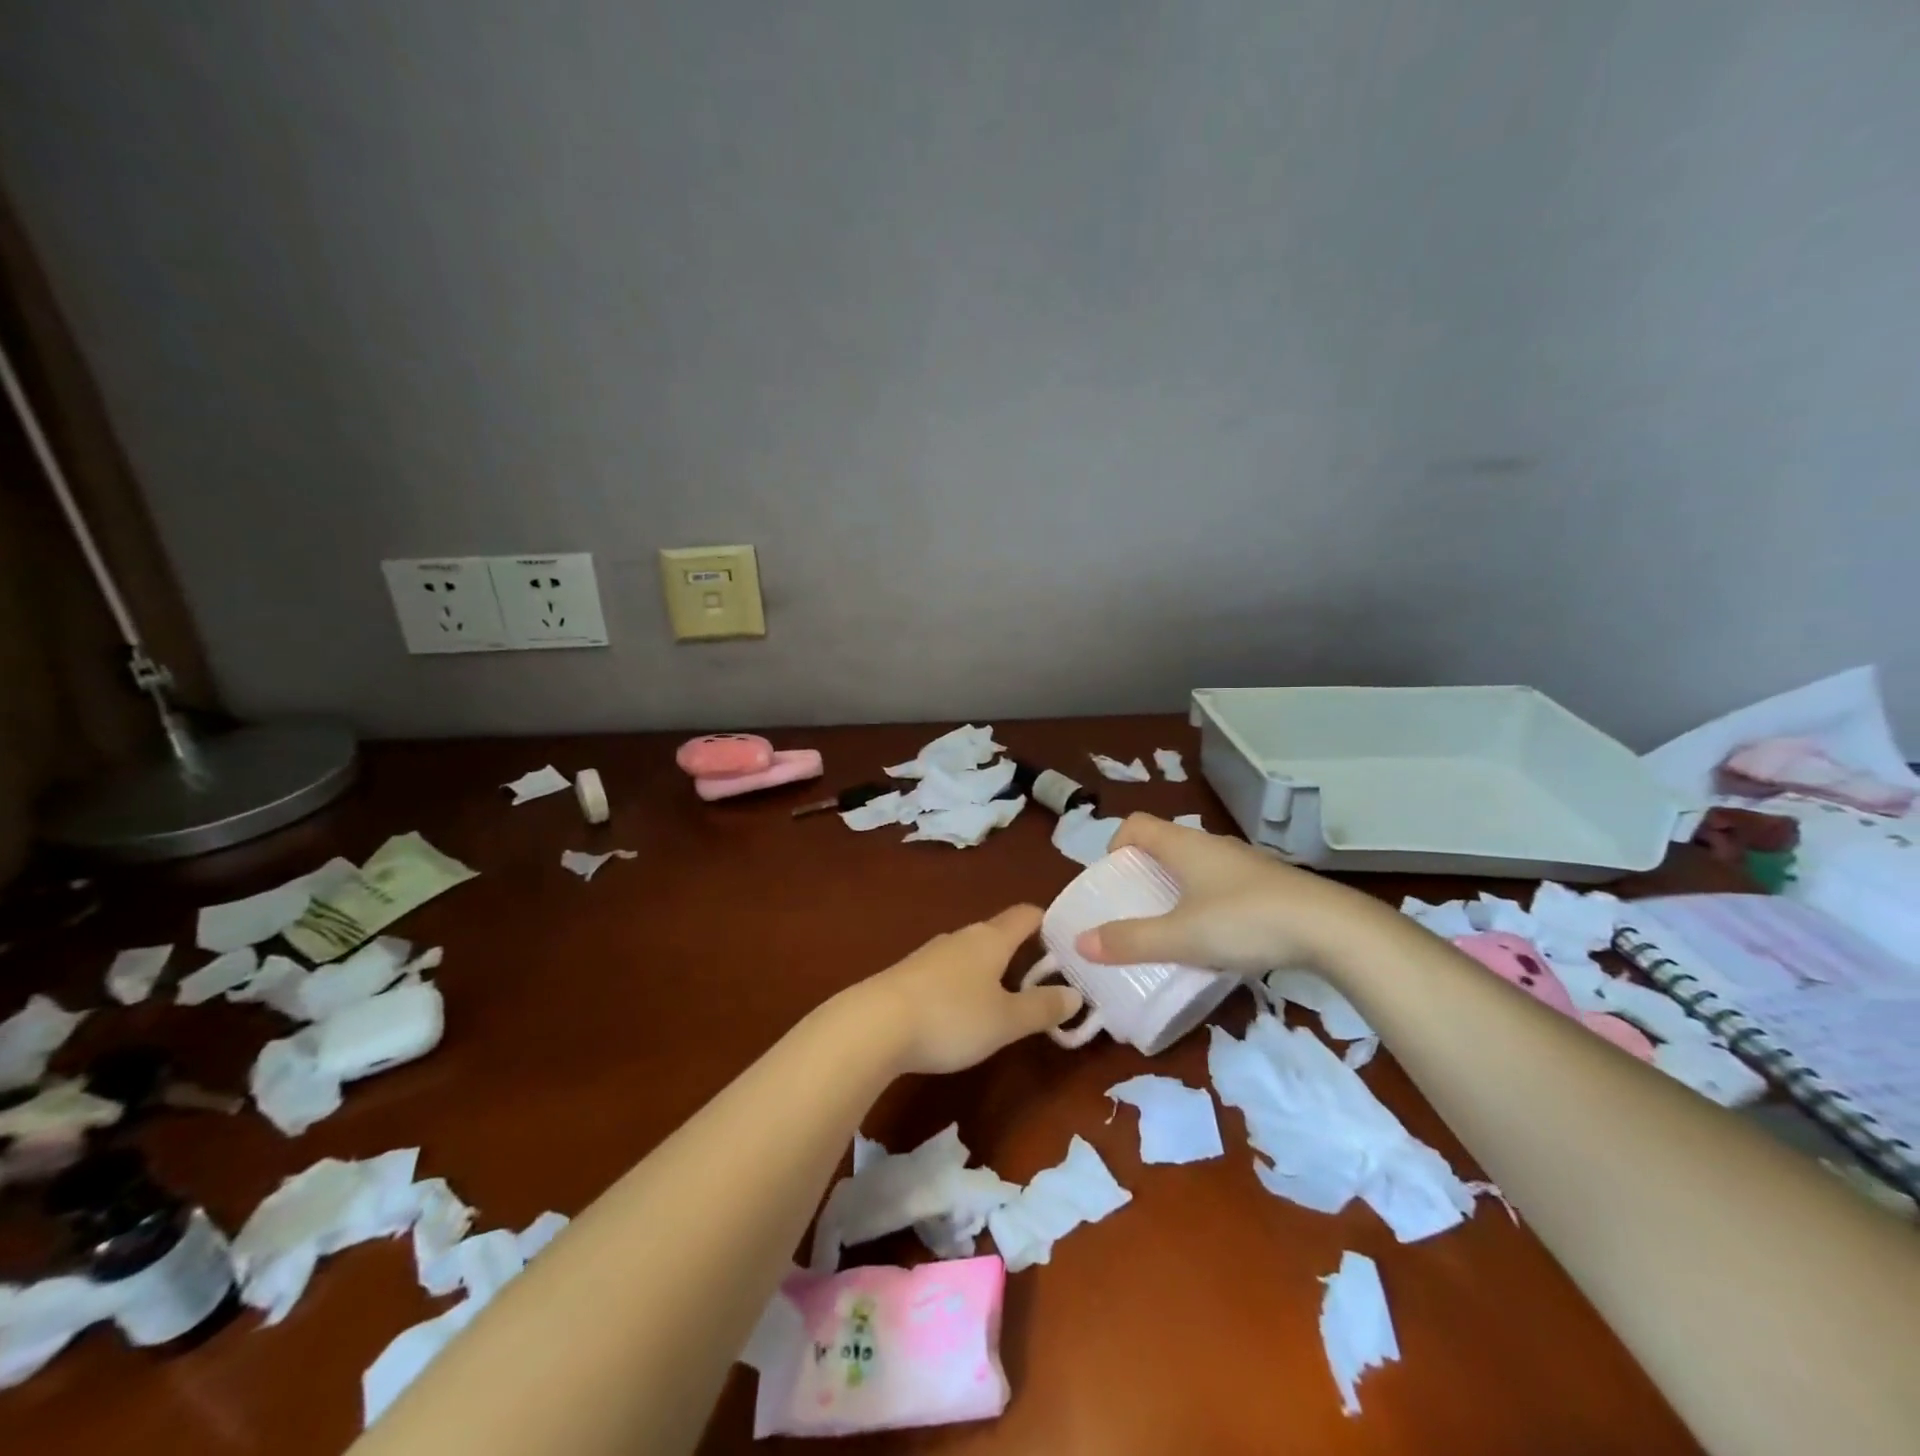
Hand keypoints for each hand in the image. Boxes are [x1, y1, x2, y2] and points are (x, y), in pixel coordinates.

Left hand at [851, 905, 1082, 1075]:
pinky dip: (965, 984)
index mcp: (990, 938)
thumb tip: (1075, 994)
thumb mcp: (1006, 1020)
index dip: (1049, 922)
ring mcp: (931, 954)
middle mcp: (961, 937)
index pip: (1026, 915)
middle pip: (998, 933)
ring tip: (1008, 997)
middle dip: (1022, 951)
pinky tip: (964, 1011)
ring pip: (972, 953)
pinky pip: (949, 971)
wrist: (874, 1026)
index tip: (1069, 941)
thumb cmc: (951, 1017)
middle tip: (1046, 978)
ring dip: (992, 970)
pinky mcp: (909, 975)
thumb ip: (1042, 1007)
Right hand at [1075, 814, 1366, 974]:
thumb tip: (1081, 943)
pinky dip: (1208, 904)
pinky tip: (1218, 939)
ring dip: (1177, 890)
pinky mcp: (1270, 886)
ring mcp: (1244, 864)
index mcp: (1184, 845)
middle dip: (1144, 874)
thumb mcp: (1181, 937)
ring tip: (1173, 928)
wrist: (1333, 929)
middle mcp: (1212, 846)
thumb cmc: (1245, 921)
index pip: (1136, 824)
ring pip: (1197, 867)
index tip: (1112, 880)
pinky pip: (1223, 886)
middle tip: (1135, 910)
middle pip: (1165, 845)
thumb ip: (1131, 941)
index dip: (1116, 845)